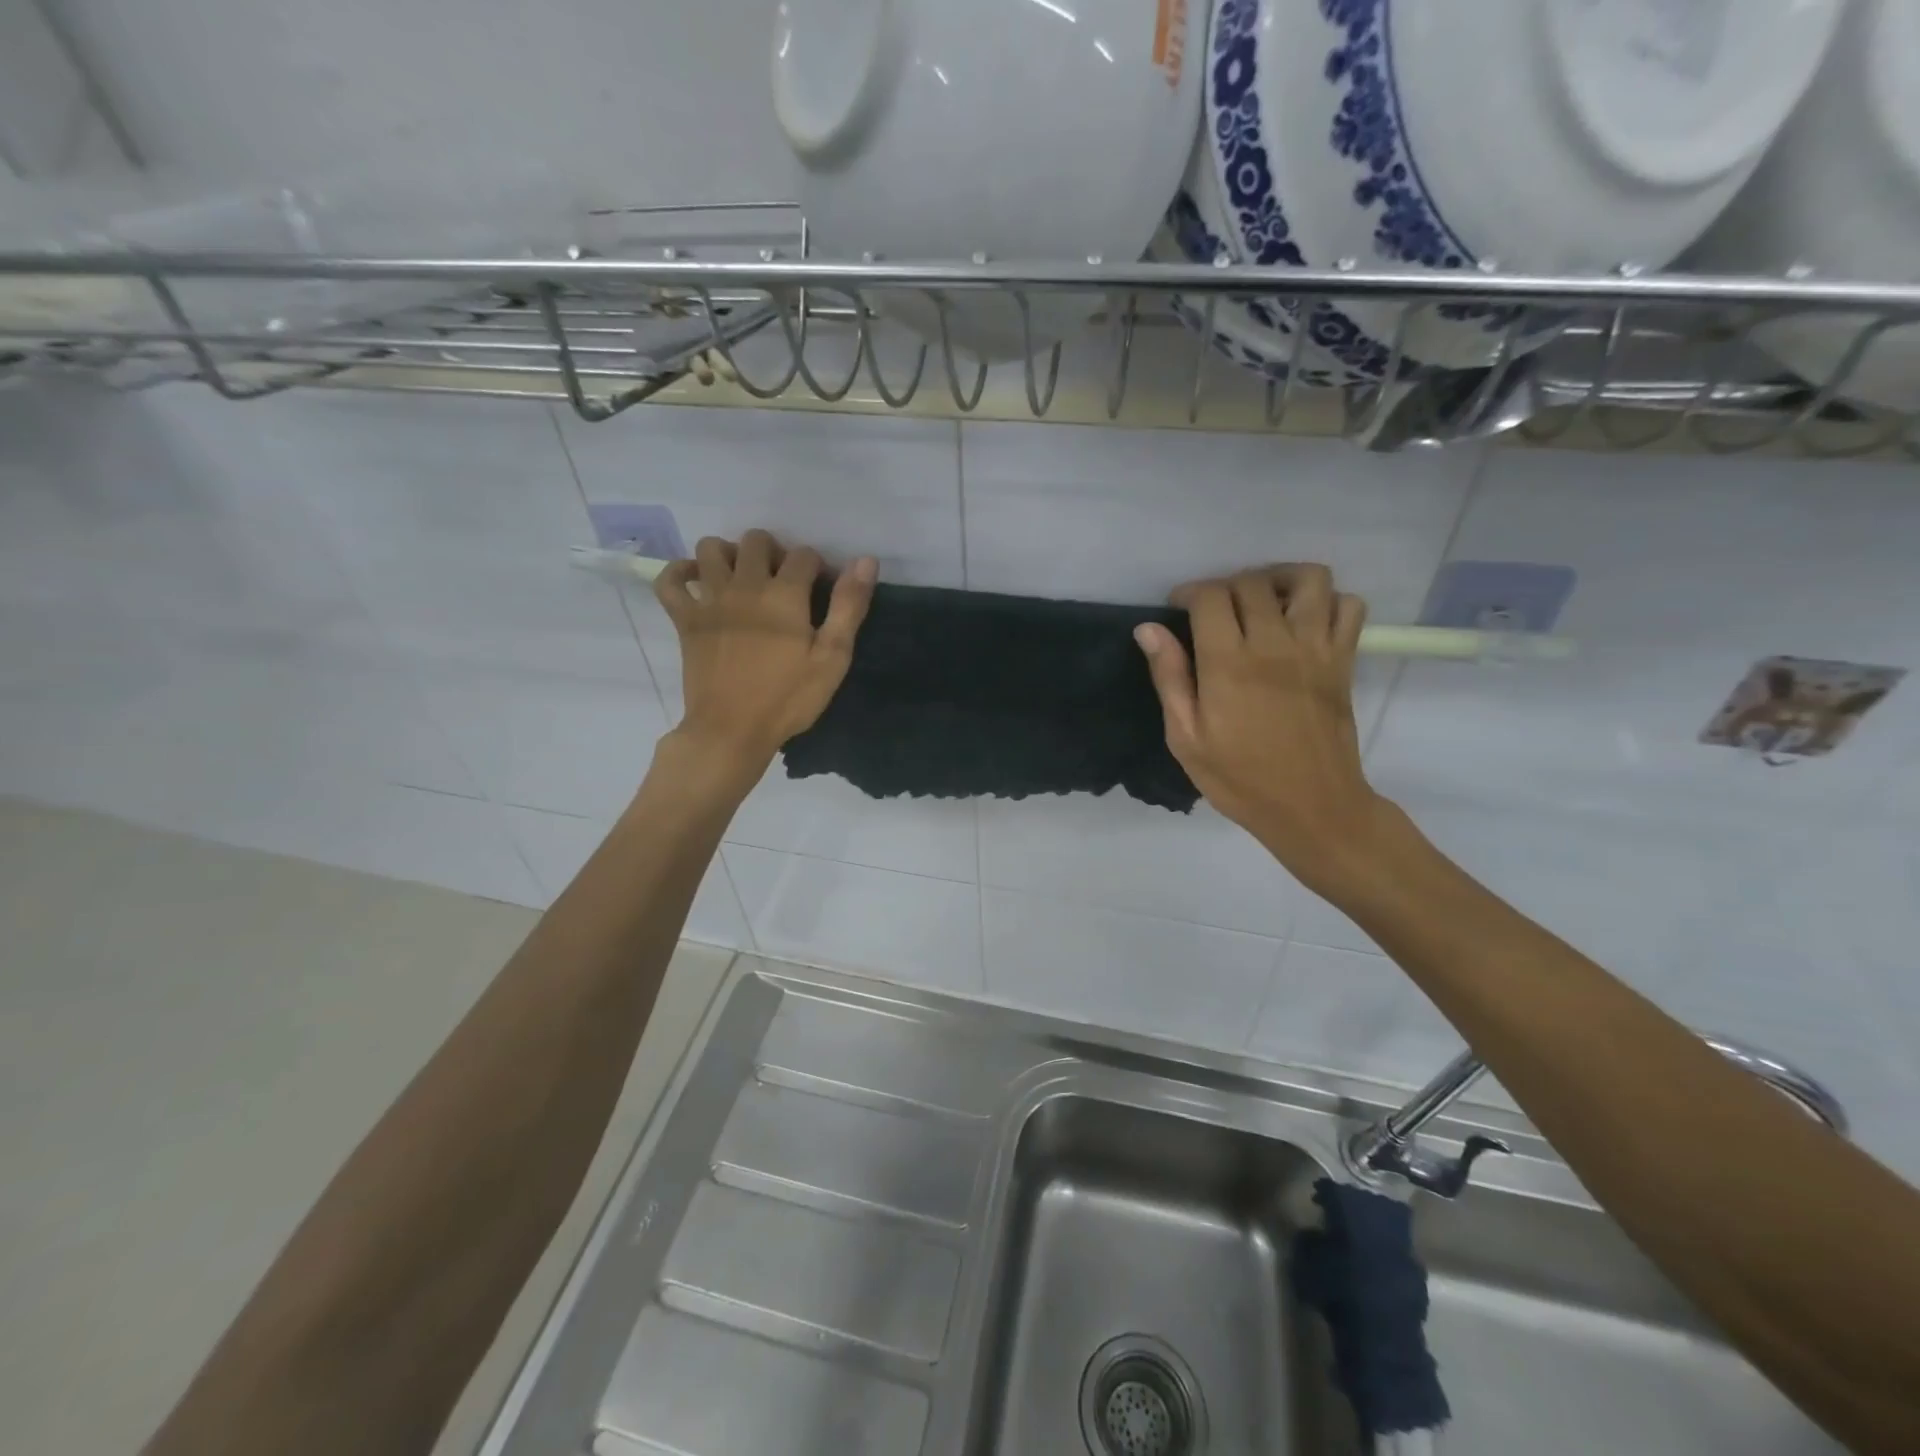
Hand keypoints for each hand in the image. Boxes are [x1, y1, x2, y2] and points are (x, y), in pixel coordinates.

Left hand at [654, 529, 877, 782]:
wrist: (731, 730)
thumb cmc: (788, 698)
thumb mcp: (832, 658)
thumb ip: (848, 606)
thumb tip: (865, 560)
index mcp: (784, 594)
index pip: (804, 555)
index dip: (818, 567)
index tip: (822, 590)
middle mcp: (744, 585)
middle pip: (756, 540)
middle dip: (774, 552)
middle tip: (782, 582)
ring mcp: (709, 599)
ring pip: (711, 548)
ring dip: (729, 554)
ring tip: (742, 578)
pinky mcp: (684, 618)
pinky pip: (669, 580)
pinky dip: (679, 573)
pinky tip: (696, 582)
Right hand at [1135, 564, 1386, 894]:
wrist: (1313, 807)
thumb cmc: (1239, 779)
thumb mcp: (1186, 738)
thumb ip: (1170, 678)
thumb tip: (1148, 629)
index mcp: (1228, 664)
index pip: (1211, 596)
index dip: (1190, 592)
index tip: (1179, 608)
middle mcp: (1275, 644)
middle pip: (1253, 582)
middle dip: (1227, 585)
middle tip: (1215, 611)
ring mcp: (1316, 649)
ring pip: (1308, 579)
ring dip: (1281, 578)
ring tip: (1263, 601)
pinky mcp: (1344, 660)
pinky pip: (1350, 606)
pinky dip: (1328, 601)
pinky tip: (1304, 621)